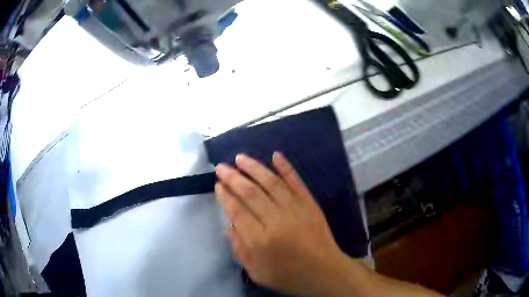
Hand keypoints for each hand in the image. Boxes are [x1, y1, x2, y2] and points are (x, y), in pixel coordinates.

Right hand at [215, 152, 348, 295]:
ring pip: (271, 183)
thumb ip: (240, 250)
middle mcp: (276, 221)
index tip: (218, 185)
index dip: (226, 196)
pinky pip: (297, 183)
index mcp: (260, 241)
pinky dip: (286, 168)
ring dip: (254, 168)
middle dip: (233, 178)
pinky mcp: (310, 204)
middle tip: (221, 167)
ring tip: (240, 158)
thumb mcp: (258, 272)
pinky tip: (276, 155)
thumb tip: (227, 227)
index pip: (237, 212)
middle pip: (250, 194)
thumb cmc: (289, 275)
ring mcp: (296, 210)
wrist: (324, 271)